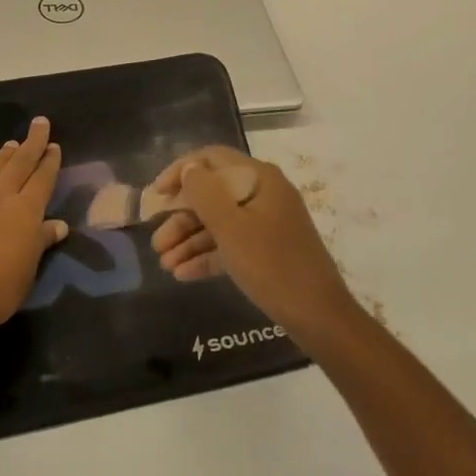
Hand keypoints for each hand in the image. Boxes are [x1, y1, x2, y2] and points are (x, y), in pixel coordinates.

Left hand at [0, 117, 68, 341]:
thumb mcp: (29, 268)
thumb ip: (42, 241)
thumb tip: (58, 225)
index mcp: (25, 210)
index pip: (42, 178)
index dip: (49, 161)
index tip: (54, 144)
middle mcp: (0, 197)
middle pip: (19, 163)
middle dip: (32, 142)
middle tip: (39, 122)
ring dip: (3, 156)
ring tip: (11, 144)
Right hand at [149, 147, 354, 335]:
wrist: (319, 317)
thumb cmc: (273, 265)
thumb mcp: (231, 228)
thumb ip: (205, 193)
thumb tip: (189, 168)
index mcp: (259, 178)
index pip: (212, 159)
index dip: (181, 171)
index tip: (156, 194)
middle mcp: (263, 194)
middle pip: (213, 194)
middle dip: (181, 218)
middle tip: (156, 243)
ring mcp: (266, 223)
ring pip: (219, 223)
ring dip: (189, 240)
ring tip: (164, 264)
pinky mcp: (266, 251)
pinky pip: (230, 245)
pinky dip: (207, 256)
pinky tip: (182, 274)